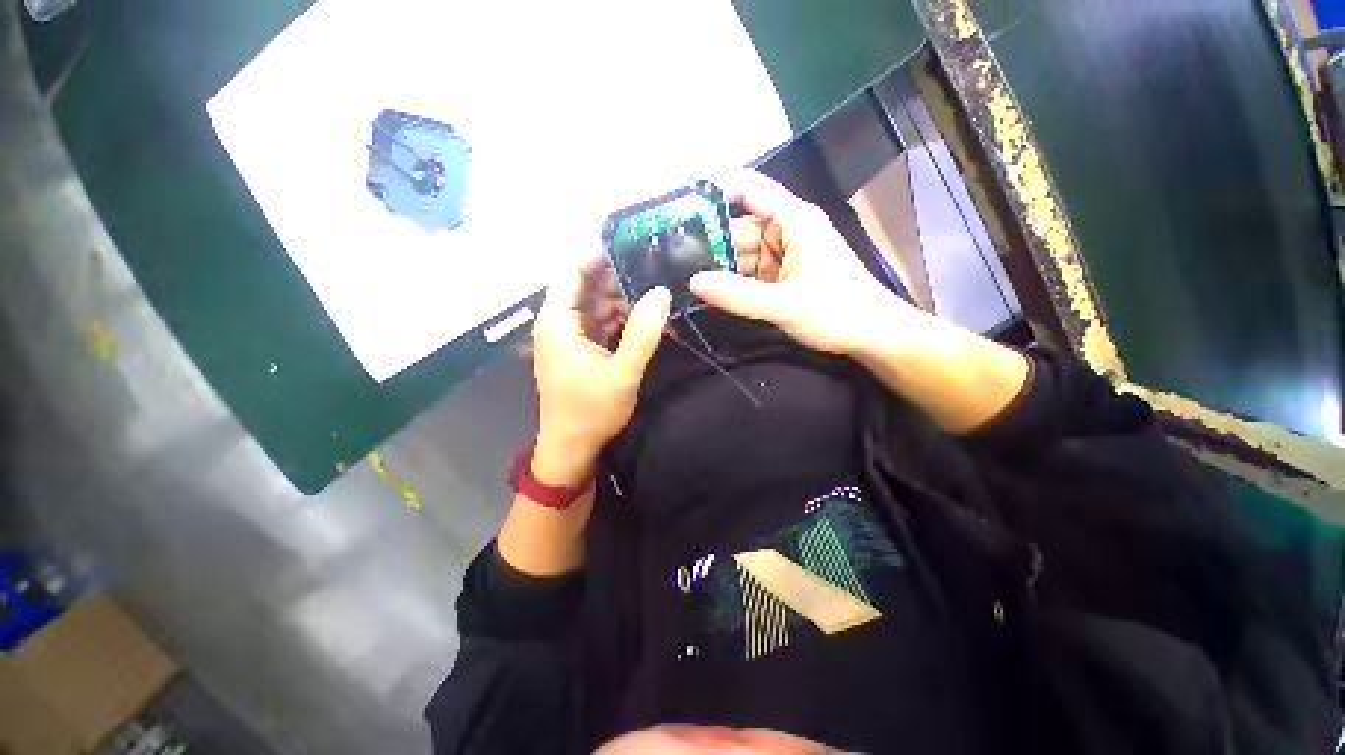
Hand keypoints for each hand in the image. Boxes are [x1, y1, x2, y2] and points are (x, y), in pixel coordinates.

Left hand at [531, 257, 670, 484]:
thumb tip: (662, 293)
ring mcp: (568, 337)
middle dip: (616, 275)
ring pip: (594, 305)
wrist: (570, 449)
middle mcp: (558, 324)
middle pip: (585, 286)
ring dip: (621, 298)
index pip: (572, 272)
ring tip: (654, 288)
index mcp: (558, 323)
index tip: (631, 241)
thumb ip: (643, 333)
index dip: (597, 253)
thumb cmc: (590, 412)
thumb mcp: (622, 373)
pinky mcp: (579, 350)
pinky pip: (599, 323)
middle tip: (653, 264)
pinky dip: (618, 318)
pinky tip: (643, 317)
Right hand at [689, 170, 909, 355]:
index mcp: (793, 220)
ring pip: (743, 251)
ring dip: (719, 264)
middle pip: (739, 225)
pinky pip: (751, 271)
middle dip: (709, 240)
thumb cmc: (837, 313)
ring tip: (685, 276)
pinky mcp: (783, 274)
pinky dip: (734, 280)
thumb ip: (737, 294)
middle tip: (673, 257)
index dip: (714, 191)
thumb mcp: (783, 305)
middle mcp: (786, 229)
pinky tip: (712, 290)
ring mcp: (784, 253)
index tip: (680, 209)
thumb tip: (694, 282)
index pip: (747, 187)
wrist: (873, 336)